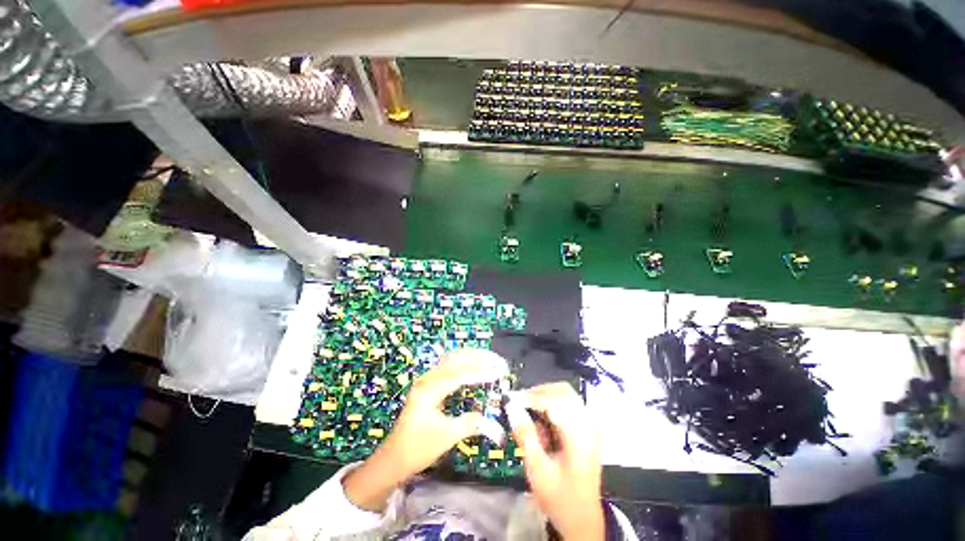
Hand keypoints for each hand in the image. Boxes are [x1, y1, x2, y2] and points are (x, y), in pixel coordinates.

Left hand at [343, 349, 508, 510]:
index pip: (459, 374)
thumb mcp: (446, 437)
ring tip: (492, 359)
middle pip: (455, 359)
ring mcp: (427, 379)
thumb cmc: (418, 448)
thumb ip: (470, 423)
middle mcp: (427, 378)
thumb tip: (491, 419)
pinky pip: (450, 366)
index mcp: (429, 389)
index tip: (499, 372)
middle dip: (479, 357)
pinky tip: (476, 365)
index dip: (480, 372)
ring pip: (453, 359)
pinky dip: (466, 363)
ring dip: (473, 357)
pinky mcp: (430, 384)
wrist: (394, 457)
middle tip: (498, 361)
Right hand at [508, 382, 603, 540]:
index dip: (531, 397)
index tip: (512, 400)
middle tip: (519, 403)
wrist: (582, 519)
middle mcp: (588, 424)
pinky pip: (567, 405)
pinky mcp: (586, 429)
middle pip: (563, 391)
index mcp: (579, 434)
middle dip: (539, 393)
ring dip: (545, 397)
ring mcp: (589, 425)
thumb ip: (526, 436)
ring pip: (565, 395)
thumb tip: (512, 408)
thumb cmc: (560, 497)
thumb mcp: (538, 470)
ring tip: (528, 411)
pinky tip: (542, 421)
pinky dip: (552, 406)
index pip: (554, 401)